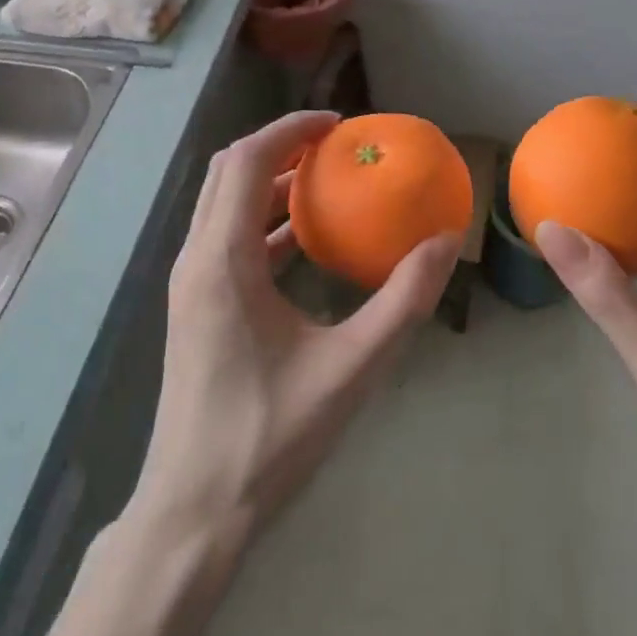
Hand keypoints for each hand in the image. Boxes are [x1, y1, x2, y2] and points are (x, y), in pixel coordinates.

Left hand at [134, 110, 462, 549]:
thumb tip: (445, 242)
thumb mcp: (352, 366)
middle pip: (228, 175)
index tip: (338, 124)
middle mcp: (196, 261)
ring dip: (270, 185)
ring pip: (224, 208)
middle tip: (336, 147)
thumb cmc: (270, 435)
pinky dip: (264, 224)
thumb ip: (403, 301)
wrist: (195, 511)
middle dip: (279, 149)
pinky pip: (227, 242)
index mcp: (221, 262)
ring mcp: (191, 287)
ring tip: (327, 183)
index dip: (289, 130)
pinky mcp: (197, 310)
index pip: (244, 162)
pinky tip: (307, 243)